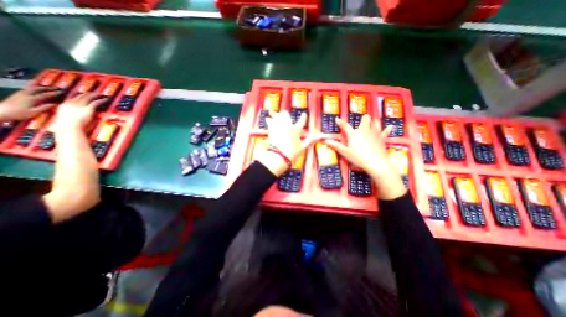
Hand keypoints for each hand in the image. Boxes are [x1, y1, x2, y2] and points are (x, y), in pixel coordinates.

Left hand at [0, 86, 59, 119]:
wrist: (0, 112)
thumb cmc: (19, 113)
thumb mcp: (34, 112)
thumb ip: (44, 108)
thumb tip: (55, 104)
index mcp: (31, 99)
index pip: (45, 95)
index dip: (53, 93)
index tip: (61, 92)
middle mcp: (25, 94)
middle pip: (37, 89)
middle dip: (47, 88)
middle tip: (55, 87)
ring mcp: (19, 94)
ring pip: (30, 88)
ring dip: (39, 86)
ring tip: (45, 85)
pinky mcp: (16, 95)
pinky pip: (26, 89)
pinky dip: (32, 87)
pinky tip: (34, 88)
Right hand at [54, 92, 106, 130]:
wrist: (68, 128)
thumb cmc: (65, 128)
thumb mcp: (61, 121)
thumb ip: (63, 119)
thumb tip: (57, 124)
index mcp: (63, 106)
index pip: (70, 99)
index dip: (76, 97)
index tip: (80, 96)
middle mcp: (70, 104)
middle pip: (79, 97)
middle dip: (85, 94)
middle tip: (91, 93)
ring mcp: (79, 106)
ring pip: (87, 98)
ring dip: (93, 95)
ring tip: (98, 94)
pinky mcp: (88, 109)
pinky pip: (96, 103)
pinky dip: (101, 100)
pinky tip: (105, 99)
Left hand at [258, 110, 315, 175]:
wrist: (279, 156)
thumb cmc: (292, 153)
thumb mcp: (302, 147)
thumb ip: (309, 140)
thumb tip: (316, 137)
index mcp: (296, 130)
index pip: (301, 121)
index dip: (303, 117)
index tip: (304, 114)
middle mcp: (288, 126)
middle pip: (286, 115)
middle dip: (285, 114)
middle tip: (285, 114)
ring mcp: (279, 127)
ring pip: (277, 116)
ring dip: (276, 114)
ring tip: (273, 113)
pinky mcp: (272, 130)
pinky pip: (270, 122)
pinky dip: (269, 120)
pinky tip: (268, 119)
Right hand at [323, 116, 406, 198]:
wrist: (376, 163)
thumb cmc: (358, 158)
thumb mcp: (345, 152)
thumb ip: (336, 145)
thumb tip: (326, 140)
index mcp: (354, 134)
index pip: (345, 126)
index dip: (340, 122)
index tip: (337, 118)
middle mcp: (364, 130)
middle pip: (365, 119)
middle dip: (363, 119)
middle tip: (362, 121)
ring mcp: (374, 133)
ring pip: (375, 122)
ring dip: (373, 121)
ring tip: (372, 121)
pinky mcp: (382, 138)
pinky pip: (386, 131)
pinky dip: (388, 129)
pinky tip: (391, 126)